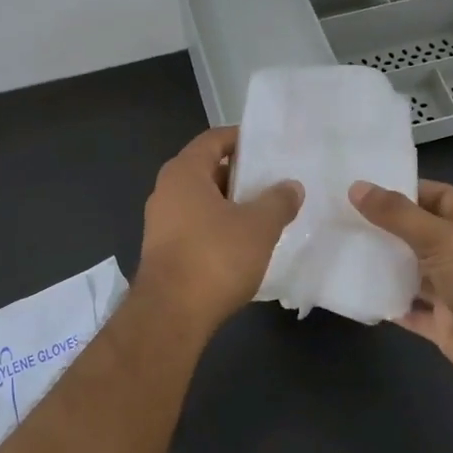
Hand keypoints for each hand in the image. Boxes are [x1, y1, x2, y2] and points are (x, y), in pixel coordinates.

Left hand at [137, 128, 302, 331]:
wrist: (170, 314)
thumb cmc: (214, 257)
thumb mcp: (258, 226)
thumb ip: (277, 201)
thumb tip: (291, 186)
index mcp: (184, 172)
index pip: (213, 139)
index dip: (241, 138)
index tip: (268, 146)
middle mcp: (166, 191)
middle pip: (207, 169)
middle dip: (240, 175)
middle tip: (274, 181)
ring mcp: (161, 222)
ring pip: (202, 201)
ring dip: (231, 204)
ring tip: (265, 213)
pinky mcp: (164, 251)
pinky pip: (196, 226)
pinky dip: (218, 227)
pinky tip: (244, 244)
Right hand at [349, 179, 452, 402]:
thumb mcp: (440, 237)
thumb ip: (397, 215)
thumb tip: (356, 187)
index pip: (434, 196)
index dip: (403, 190)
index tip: (362, 188)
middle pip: (417, 234)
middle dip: (384, 227)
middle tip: (339, 217)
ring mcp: (451, 290)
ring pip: (409, 272)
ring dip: (381, 265)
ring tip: (338, 249)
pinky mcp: (441, 323)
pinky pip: (406, 309)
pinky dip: (385, 302)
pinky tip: (354, 291)